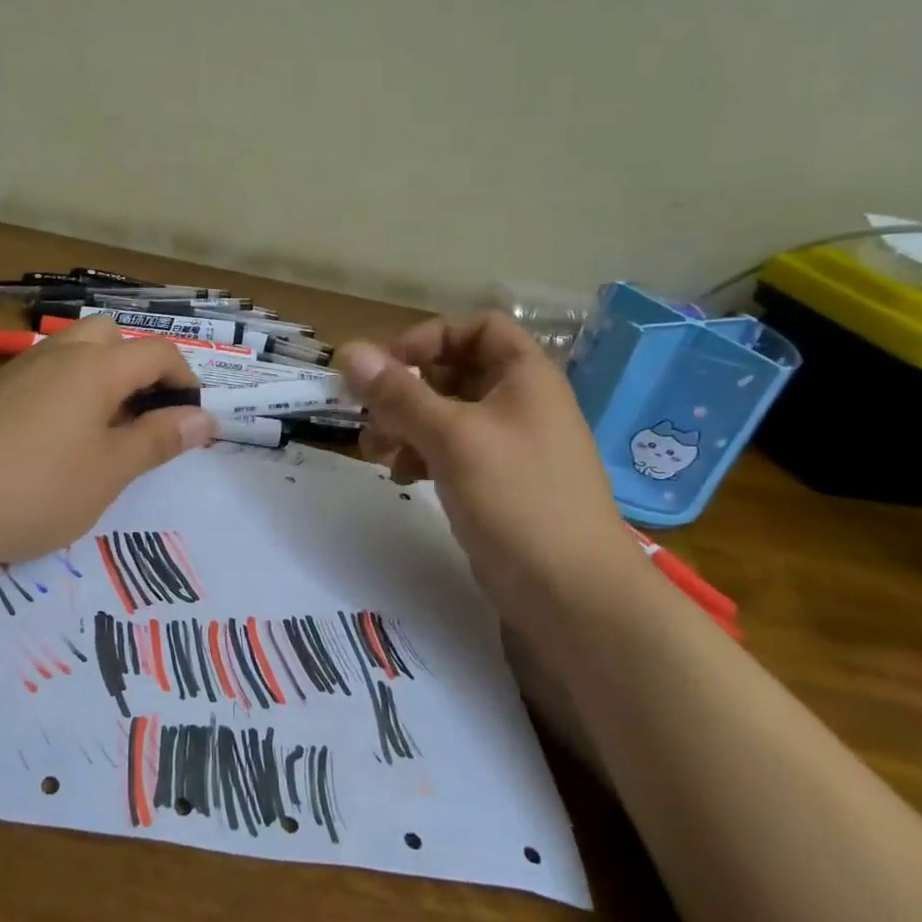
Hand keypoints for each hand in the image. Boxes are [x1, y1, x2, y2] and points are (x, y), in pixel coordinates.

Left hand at [0, 317, 212, 566]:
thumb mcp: (108, 472)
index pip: (158, 352)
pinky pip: (44, 374)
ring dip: (101, 377)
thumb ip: (158, 441)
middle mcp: (58, 354)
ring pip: (74, 351)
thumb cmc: (35, 488)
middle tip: (143, 416)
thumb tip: (203, 418)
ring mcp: (19, 370)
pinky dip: (67, 390)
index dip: (185, 380)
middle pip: (111, 336)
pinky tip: (56, 439)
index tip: (192, 419)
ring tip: (104, 430)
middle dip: (138, 367)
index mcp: (96, 367)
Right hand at [336, 313, 647, 623]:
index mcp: (524, 377)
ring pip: (445, 414)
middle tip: (369, 412)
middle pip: (454, 371)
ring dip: (404, 423)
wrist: (573, 594)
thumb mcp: (452, 438)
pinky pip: (450, 451)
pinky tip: (401, 474)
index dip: (430, 337)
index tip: (389, 366)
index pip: (477, 327)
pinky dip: (420, 454)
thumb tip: (348, 351)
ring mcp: (508, 446)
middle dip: (406, 387)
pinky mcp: (496, 483)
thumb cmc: (518, 498)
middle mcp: (518, 403)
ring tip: (375, 450)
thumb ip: (398, 394)